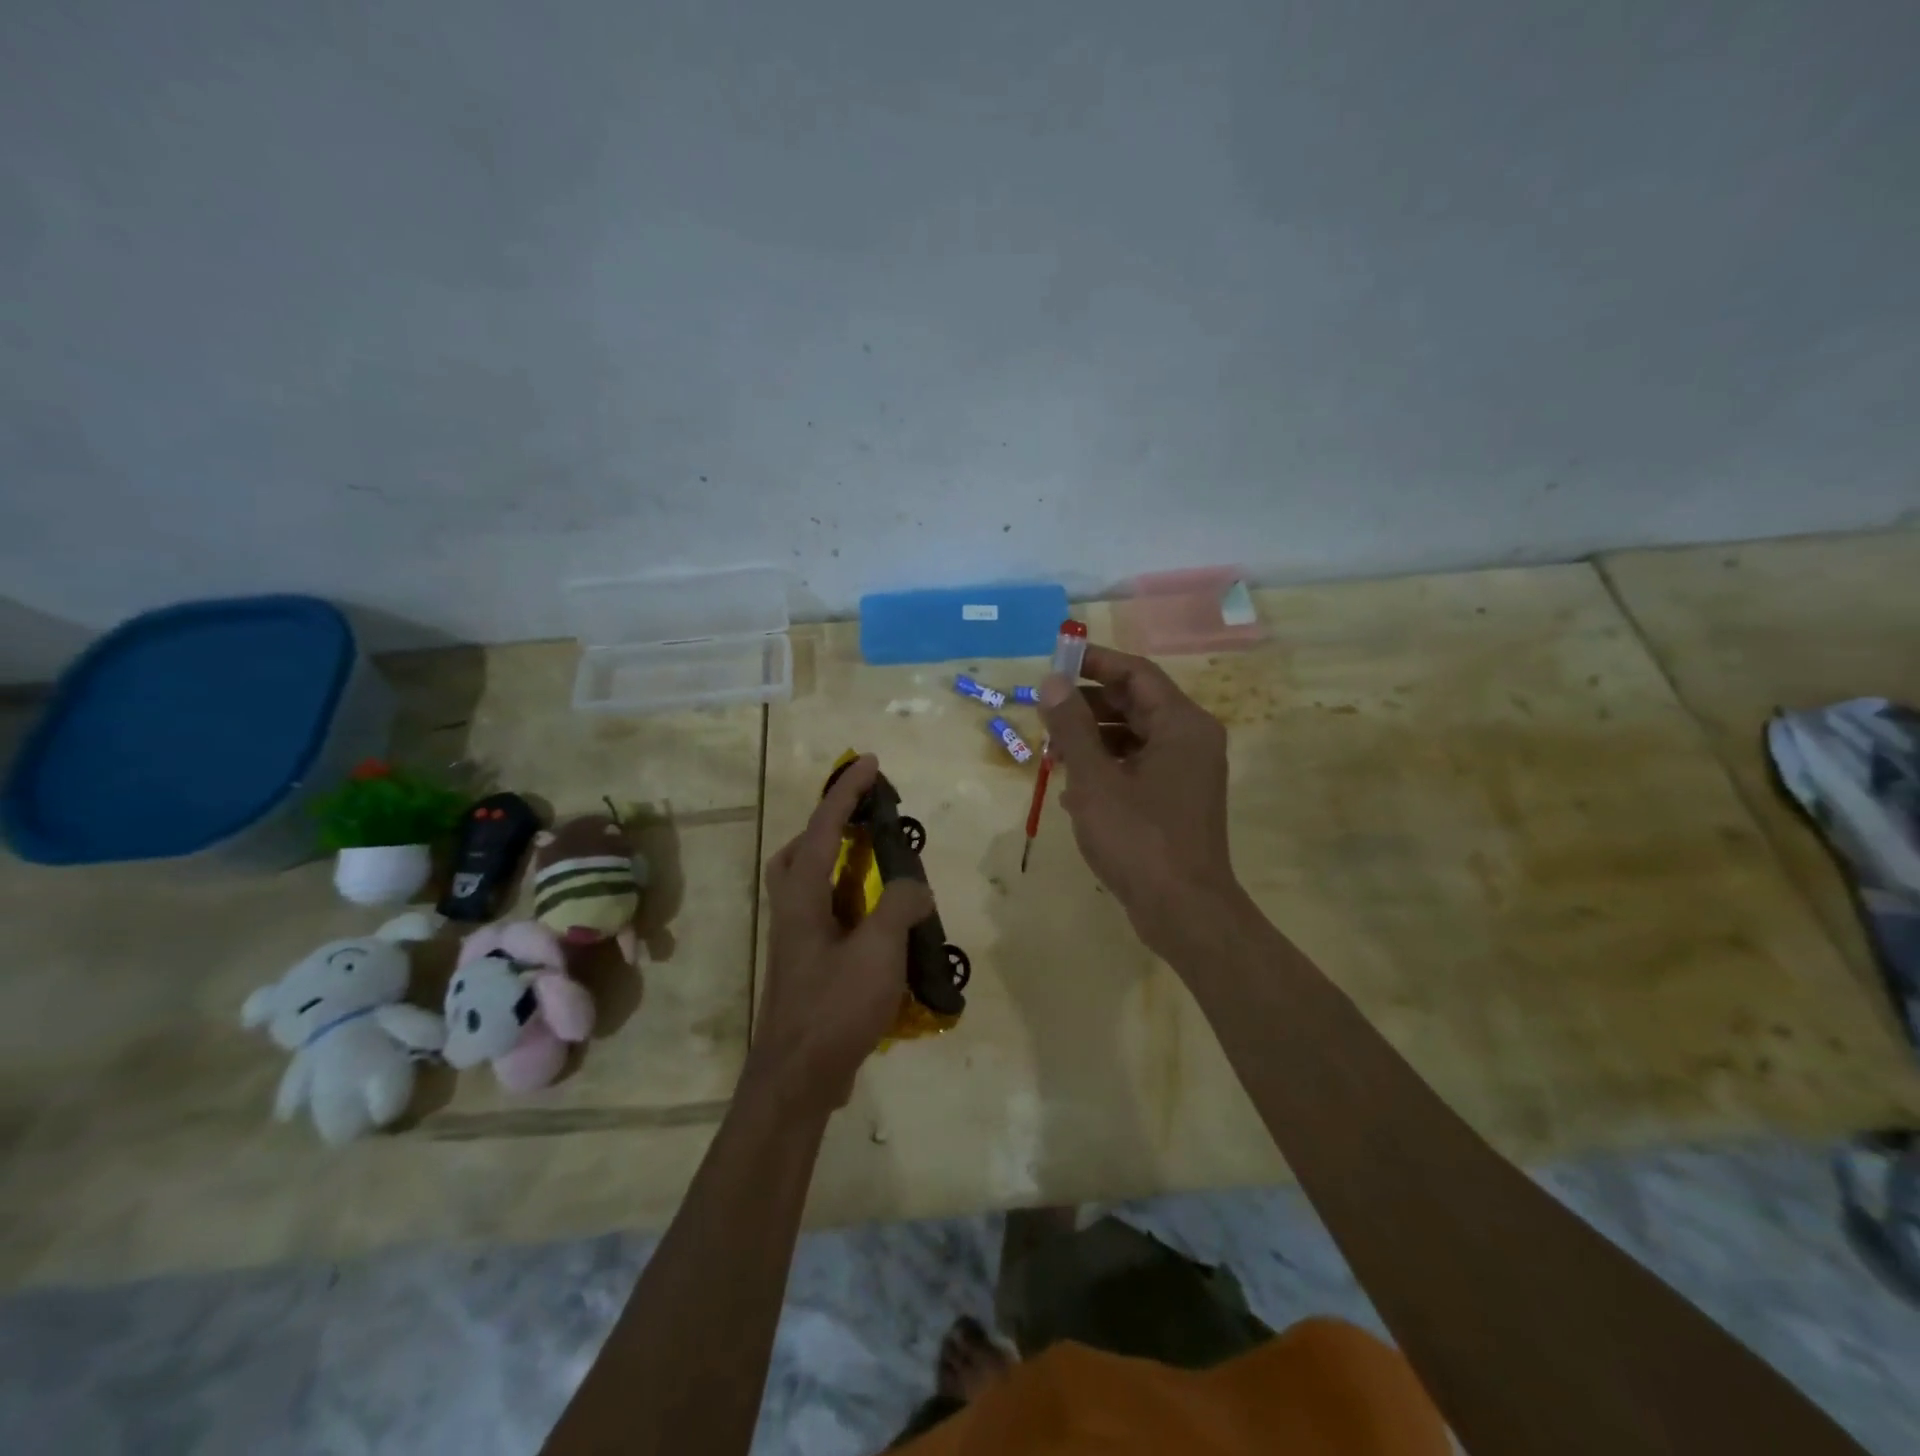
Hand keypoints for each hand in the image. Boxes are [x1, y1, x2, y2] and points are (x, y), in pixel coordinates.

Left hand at [751, 754, 933, 1112]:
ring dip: (839, 862)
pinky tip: (880, 919)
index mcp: (802, 895)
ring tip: (877, 863)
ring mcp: (796, 938)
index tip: (868, 762)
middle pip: (799, 851)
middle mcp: (792, 909)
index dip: (846, 792)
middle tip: (862, 820)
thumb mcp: (878, 952)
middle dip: (828, 825)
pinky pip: (826, 911)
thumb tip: (913, 886)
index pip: (823, 828)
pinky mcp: (807, 963)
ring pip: (810, 882)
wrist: (797, 1077)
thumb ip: (899, 906)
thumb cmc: (834, 1008)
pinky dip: (850, 899)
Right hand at [1038, 646, 1240, 953]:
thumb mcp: (1094, 779)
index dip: (1095, 663)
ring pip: (1135, 736)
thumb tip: (1052, 682)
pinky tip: (1072, 786)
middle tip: (1046, 708)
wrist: (1184, 911)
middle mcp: (1191, 740)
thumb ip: (1072, 727)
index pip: (1137, 673)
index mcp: (1181, 724)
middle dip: (1088, 703)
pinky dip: (1107, 766)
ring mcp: (1187, 772)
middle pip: (1136, 702)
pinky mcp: (1177, 799)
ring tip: (1052, 747)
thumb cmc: (1139, 839)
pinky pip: (1139, 765)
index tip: (1056, 661)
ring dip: (1093, 737)